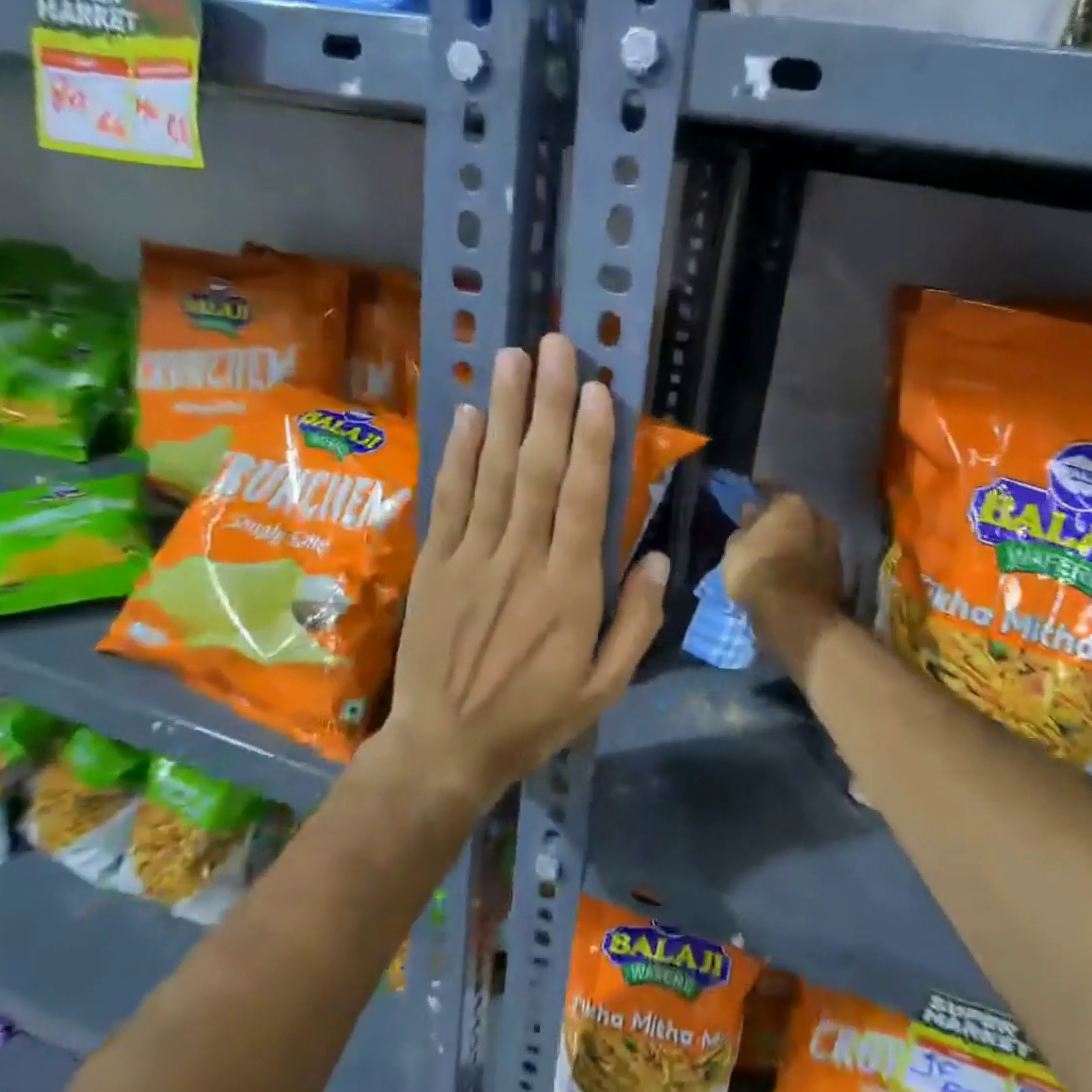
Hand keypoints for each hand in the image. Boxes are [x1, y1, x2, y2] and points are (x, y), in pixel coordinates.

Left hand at [376, 334, 667, 802]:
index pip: (582, 498)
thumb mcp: (604, 686)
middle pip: (536, 468)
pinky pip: (448, 499)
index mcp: (569, 588)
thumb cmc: (534, 717)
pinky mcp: (435, 563)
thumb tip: (656, 556)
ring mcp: (471, 556)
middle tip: (557, 345)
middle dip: (549, 403)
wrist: (446, 747)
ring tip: (513, 358)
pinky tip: (465, 414)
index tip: (598, 389)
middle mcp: (520, 558)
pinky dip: (457, 455)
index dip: (591, 440)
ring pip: (491, 472)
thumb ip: (635, 621)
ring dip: (503, 411)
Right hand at [721, 492, 842, 612]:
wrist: (794, 614)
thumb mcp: (735, 548)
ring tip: (778, 559)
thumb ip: (744, 527)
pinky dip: (805, 567)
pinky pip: (816, 564)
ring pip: (810, 540)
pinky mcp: (839, 576)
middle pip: (797, 517)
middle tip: (765, 535)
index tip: (749, 507)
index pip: (773, 493)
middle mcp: (820, 519)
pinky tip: (791, 576)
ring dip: (797, 546)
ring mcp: (834, 548)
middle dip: (784, 524)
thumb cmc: (758, 571)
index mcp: (793, 505)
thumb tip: (752, 512)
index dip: (759, 500)